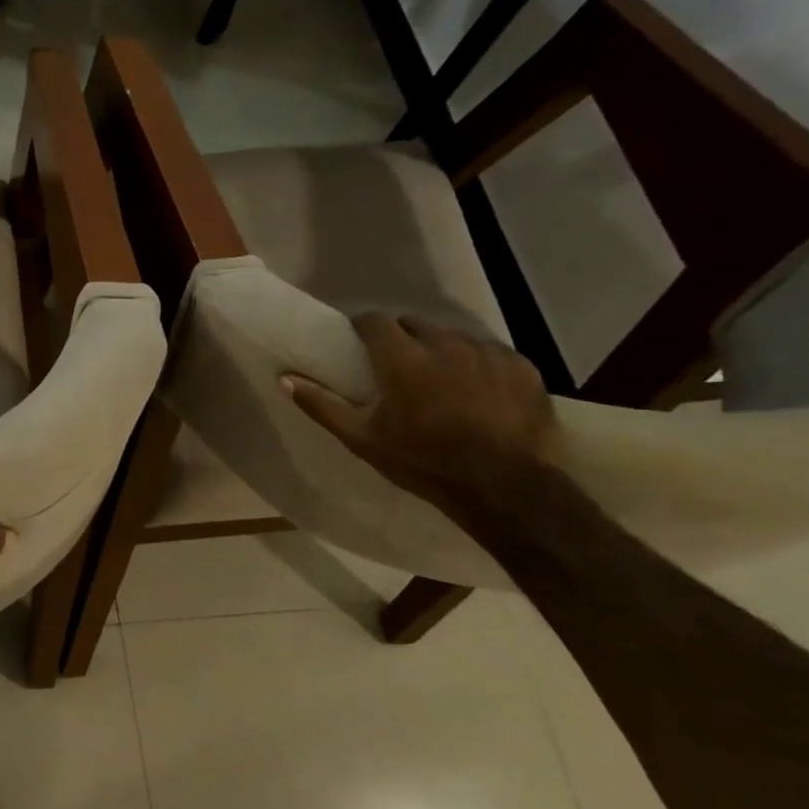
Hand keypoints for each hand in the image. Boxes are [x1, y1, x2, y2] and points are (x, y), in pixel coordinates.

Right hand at [281, 314, 559, 527]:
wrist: (504, 486)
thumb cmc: (422, 461)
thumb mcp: (362, 438)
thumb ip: (322, 405)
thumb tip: (285, 379)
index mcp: (403, 359)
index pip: (376, 321)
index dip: (364, 327)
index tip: (358, 340)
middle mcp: (446, 345)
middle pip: (415, 324)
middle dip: (402, 337)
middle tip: (396, 364)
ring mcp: (488, 354)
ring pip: (454, 337)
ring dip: (440, 349)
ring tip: (439, 377)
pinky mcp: (522, 367)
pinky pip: (492, 353)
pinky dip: (478, 364)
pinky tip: (477, 389)